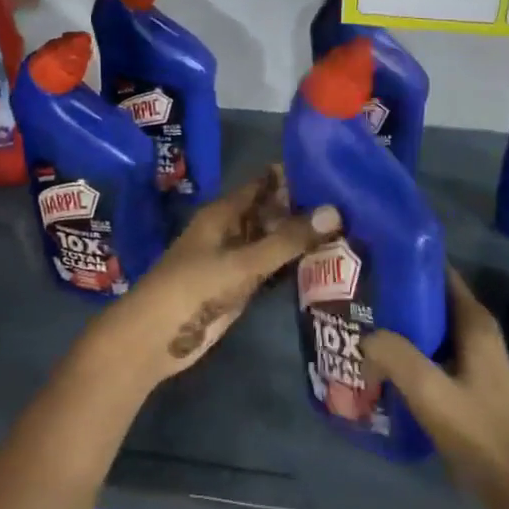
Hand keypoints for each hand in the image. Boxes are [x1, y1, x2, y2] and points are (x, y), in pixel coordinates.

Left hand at [91, 167, 340, 387]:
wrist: (156, 338)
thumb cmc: (193, 289)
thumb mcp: (243, 262)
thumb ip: (288, 239)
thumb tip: (336, 211)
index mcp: (225, 212)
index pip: (265, 183)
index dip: (295, 176)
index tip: (335, 170)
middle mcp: (232, 229)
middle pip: (272, 211)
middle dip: (305, 208)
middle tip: (353, 203)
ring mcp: (236, 259)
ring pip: (274, 240)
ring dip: (302, 238)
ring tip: (350, 229)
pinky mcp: (240, 286)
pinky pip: (272, 267)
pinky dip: (294, 264)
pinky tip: (326, 263)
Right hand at [363, 270, 508, 508]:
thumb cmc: (476, 432)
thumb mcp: (430, 391)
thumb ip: (395, 355)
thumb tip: (366, 337)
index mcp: (474, 321)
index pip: (438, 272)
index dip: (406, 261)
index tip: (370, 257)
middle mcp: (474, 330)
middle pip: (429, 297)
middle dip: (394, 294)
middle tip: (354, 293)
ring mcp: (471, 356)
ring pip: (427, 326)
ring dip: (397, 324)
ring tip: (358, 323)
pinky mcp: (464, 379)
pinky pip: (429, 351)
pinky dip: (405, 349)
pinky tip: (377, 360)